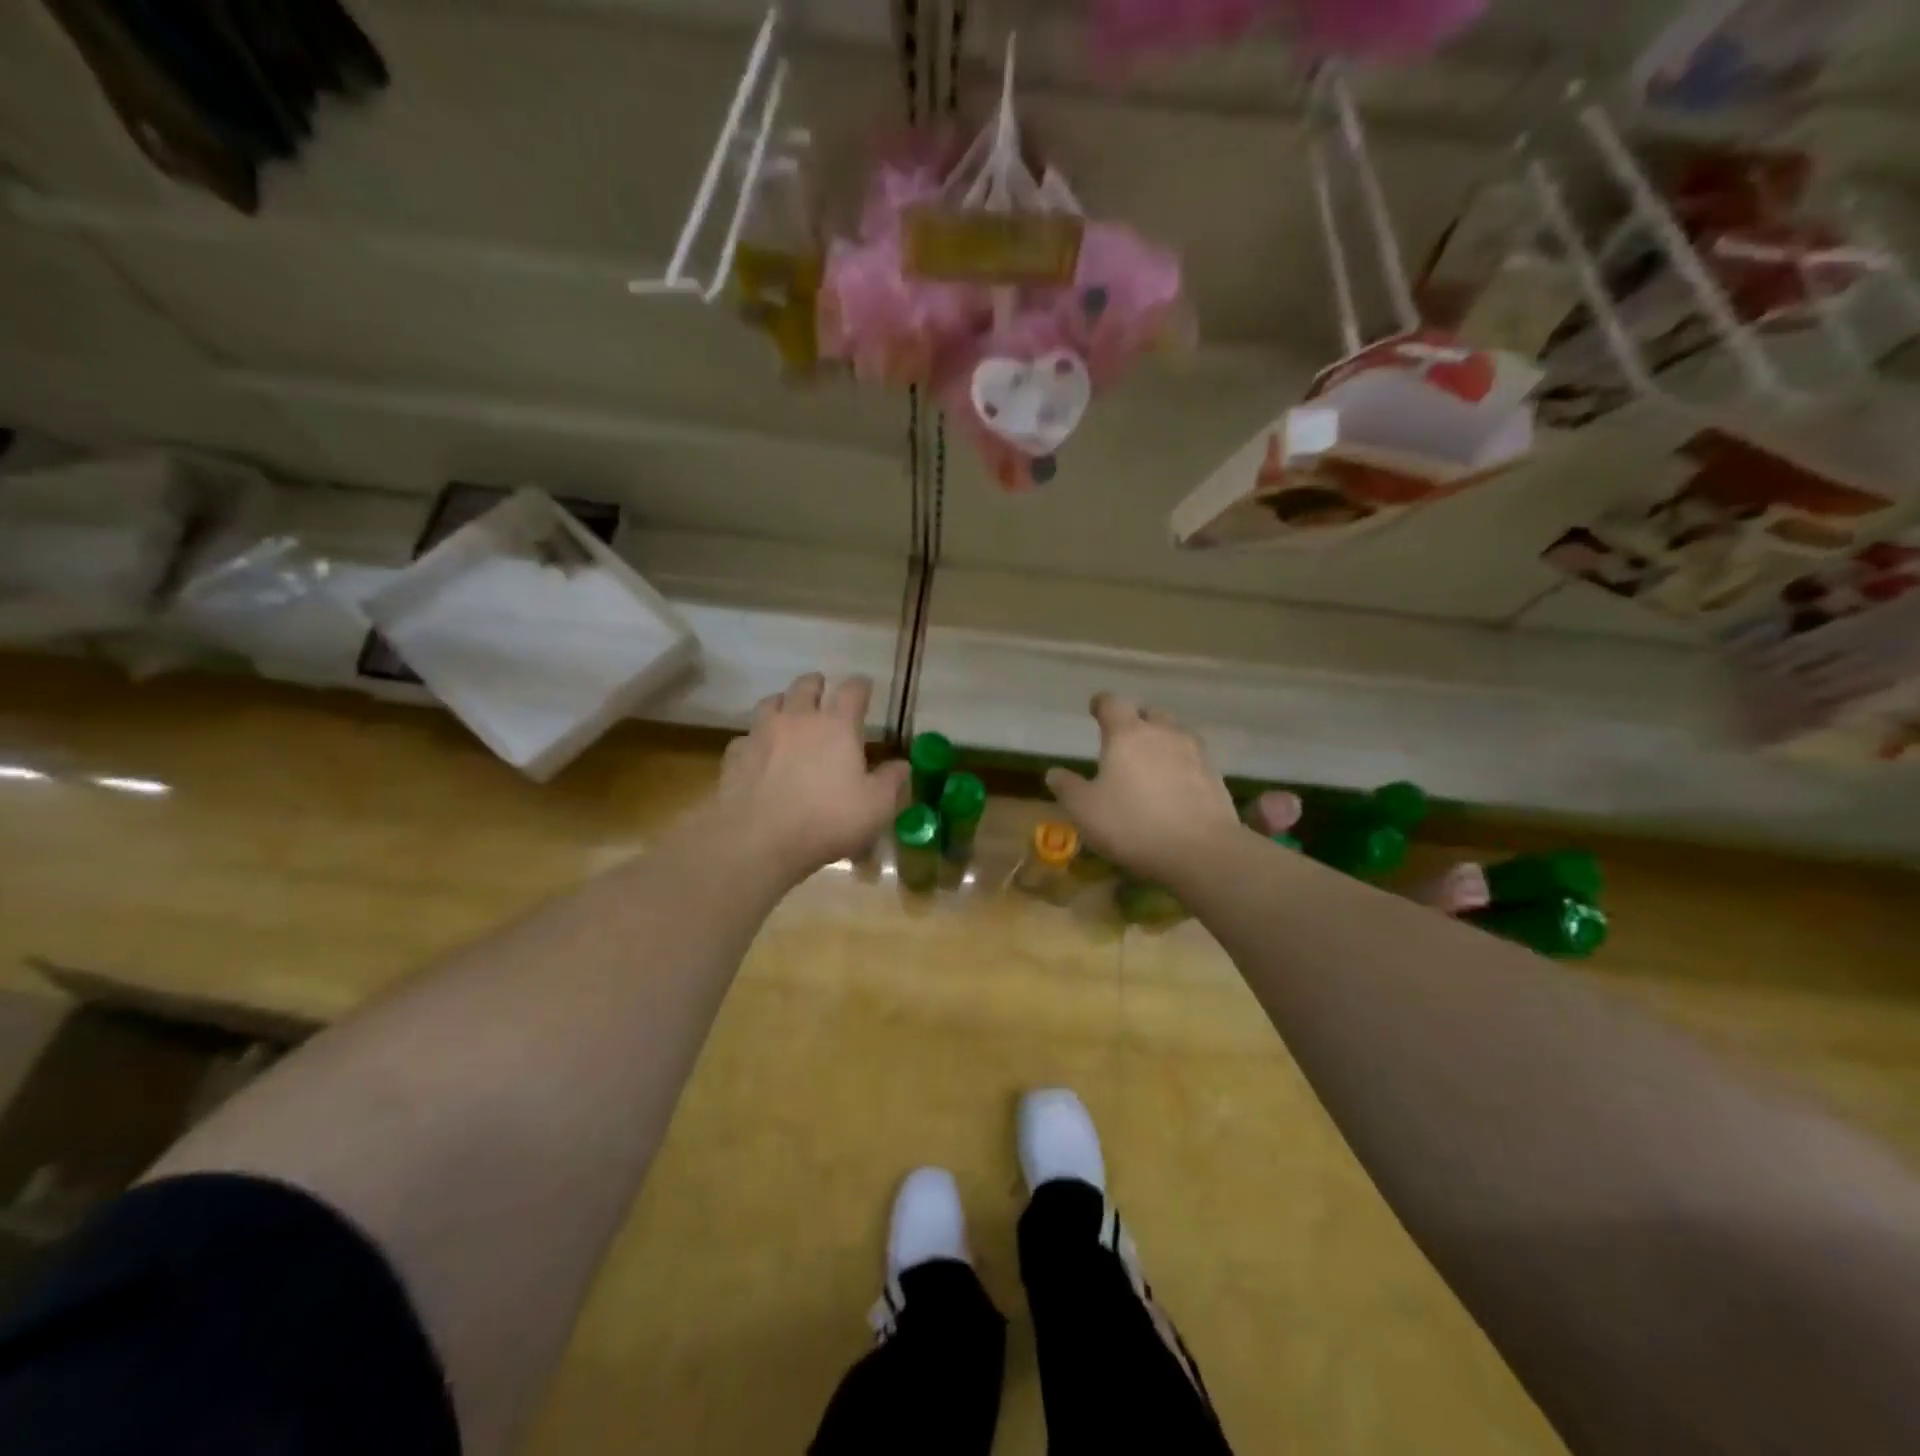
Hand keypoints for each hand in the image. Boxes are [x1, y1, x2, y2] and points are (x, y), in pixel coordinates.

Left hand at [711, 672, 908, 884]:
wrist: (757, 839)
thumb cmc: (827, 820)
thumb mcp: (876, 807)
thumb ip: (892, 782)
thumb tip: (902, 765)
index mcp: (837, 725)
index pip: (853, 690)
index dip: (861, 685)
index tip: (865, 686)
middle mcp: (799, 718)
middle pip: (806, 686)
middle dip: (817, 685)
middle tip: (823, 692)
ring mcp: (762, 733)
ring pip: (771, 702)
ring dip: (784, 703)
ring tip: (789, 713)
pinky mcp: (735, 754)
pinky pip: (747, 736)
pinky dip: (757, 739)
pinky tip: (760, 753)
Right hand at [1045, 694, 1243, 886]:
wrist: (1201, 851)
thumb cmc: (1132, 824)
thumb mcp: (1085, 810)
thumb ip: (1068, 787)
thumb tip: (1054, 772)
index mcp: (1127, 734)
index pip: (1112, 703)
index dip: (1101, 704)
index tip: (1095, 708)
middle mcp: (1163, 733)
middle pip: (1149, 713)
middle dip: (1136, 720)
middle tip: (1124, 738)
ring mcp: (1195, 752)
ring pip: (1175, 734)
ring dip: (1162, 741)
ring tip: (1151, 761)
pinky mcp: (1215, 776)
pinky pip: (1193, 759)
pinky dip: (1181, 764)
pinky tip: (1175, 784)